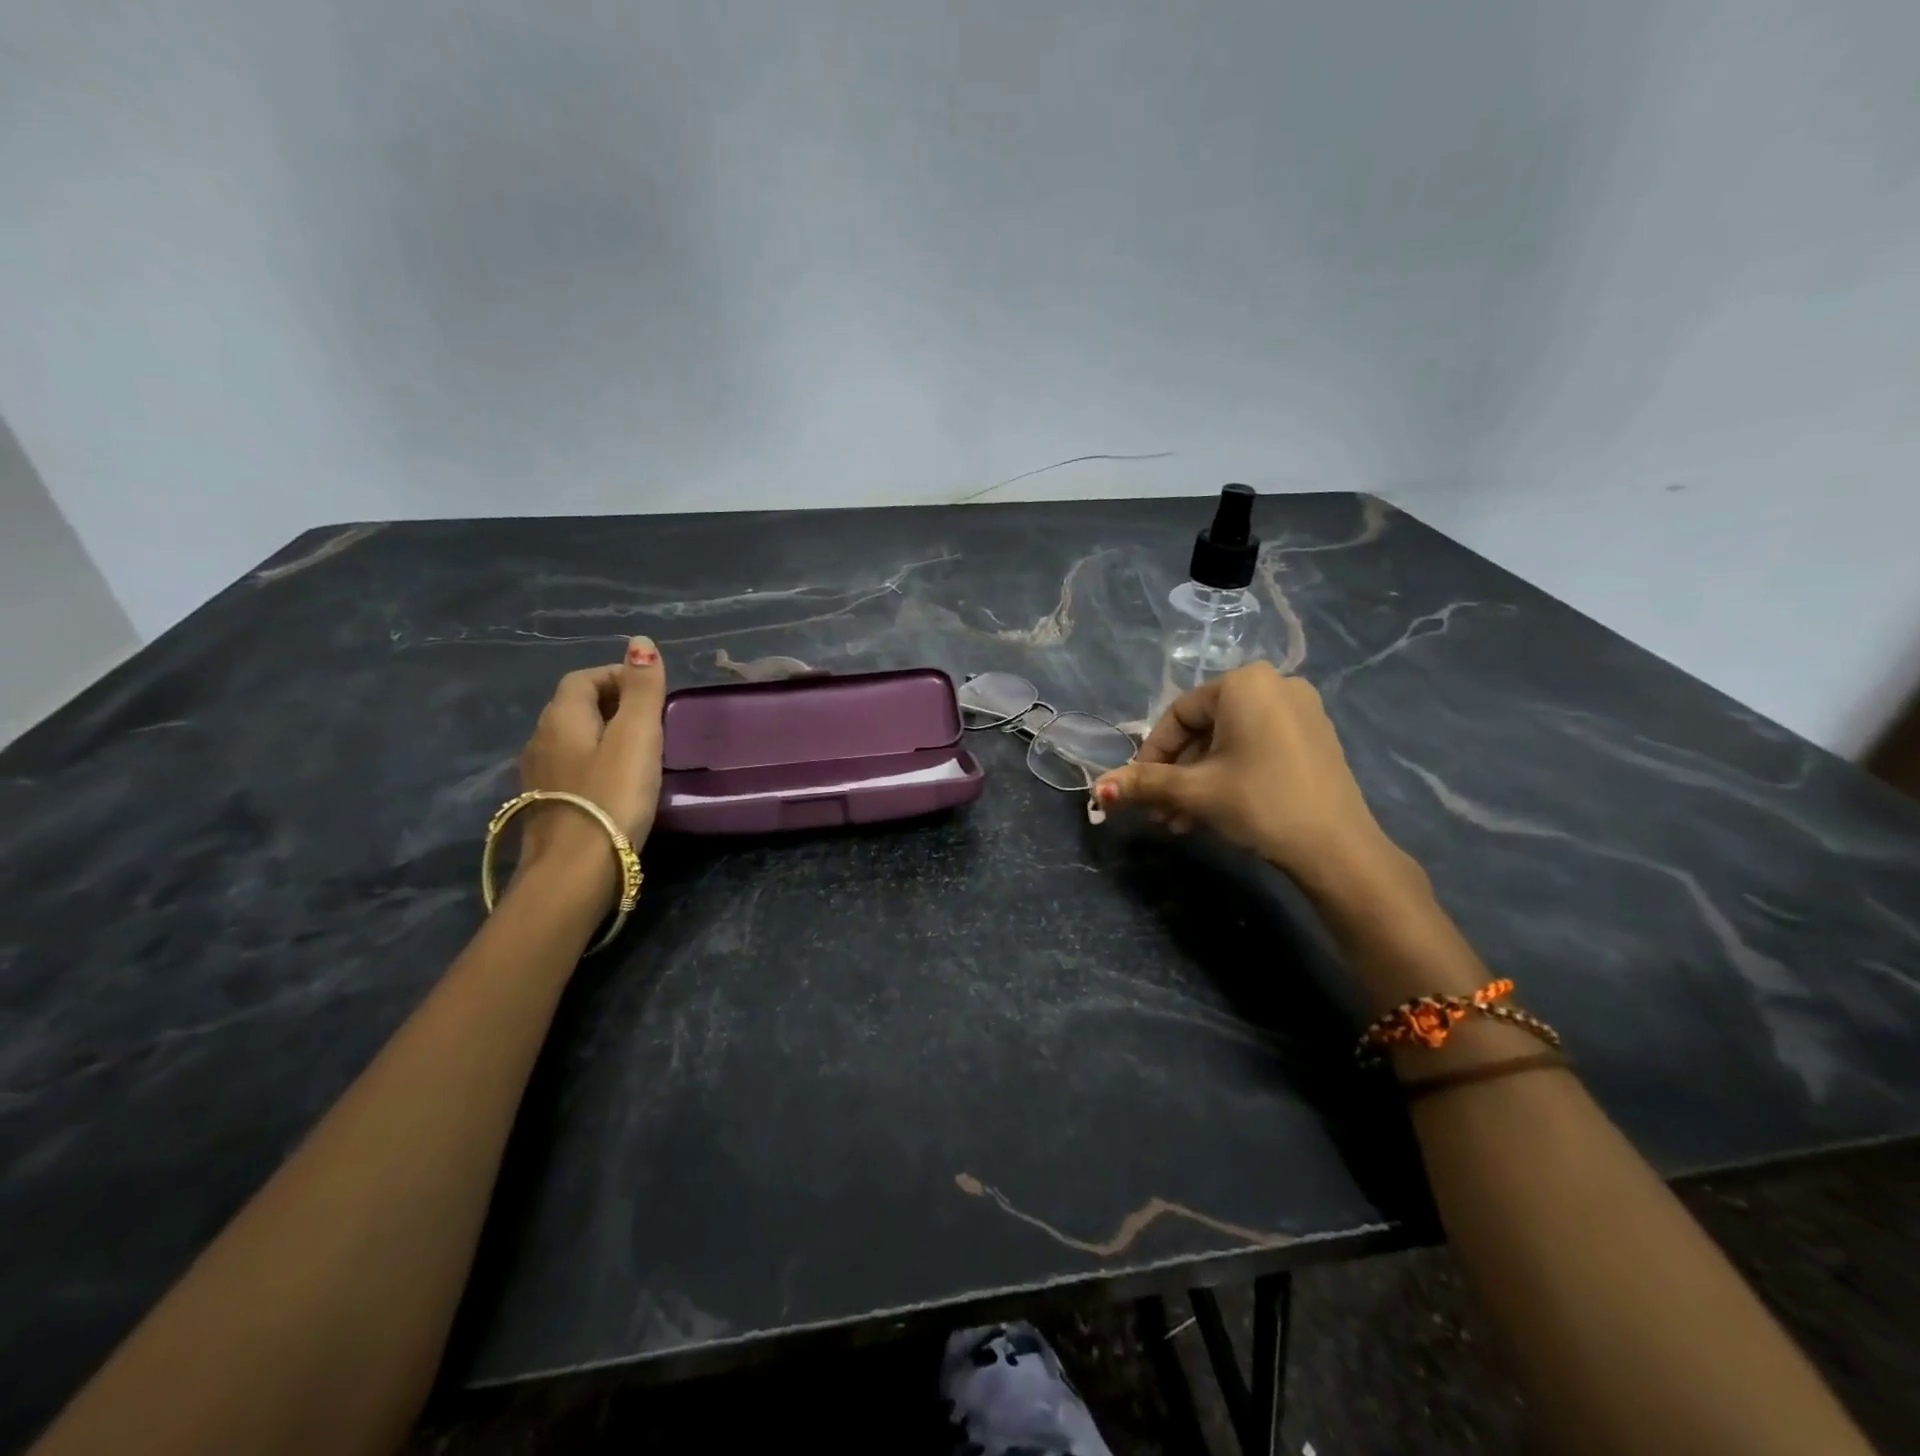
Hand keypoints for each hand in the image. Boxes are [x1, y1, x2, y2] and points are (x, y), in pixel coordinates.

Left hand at [513, 636, 666, 900]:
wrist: (575, 871)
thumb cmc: (613, 796)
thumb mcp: (637, 736)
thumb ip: (642, 689)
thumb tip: (640, 641)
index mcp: (561, 717)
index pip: (584, 677)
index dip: (618, 675)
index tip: (653, 694)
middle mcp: (540, 739)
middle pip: (575, 707)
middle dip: (613, 704)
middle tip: (653, 722)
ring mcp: (537, 776)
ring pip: (572, 740)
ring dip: (603, 736)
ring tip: (640, 753)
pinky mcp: (544, 807)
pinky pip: (570, 769)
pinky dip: (595, 764)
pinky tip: (617, 785)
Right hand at [1093, 662, 1405, 892]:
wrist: (1337, 848)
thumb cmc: (1258, 802)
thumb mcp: (1194, 791)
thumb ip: (1143, 783)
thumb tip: (1098, 789)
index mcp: (1245, 683)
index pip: (1179, 715)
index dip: (1151, 754)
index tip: (1138, 790)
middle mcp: (1275, 686)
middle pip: (1204, 730)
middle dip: (1176, 775)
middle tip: (1159, 812)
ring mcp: (1300, 712)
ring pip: (1229, 744)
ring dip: (1198, 782)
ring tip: (1181, 823)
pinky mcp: (1314, 740)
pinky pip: (1256, 749)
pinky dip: (1230, 776)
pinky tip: (1213, 814)